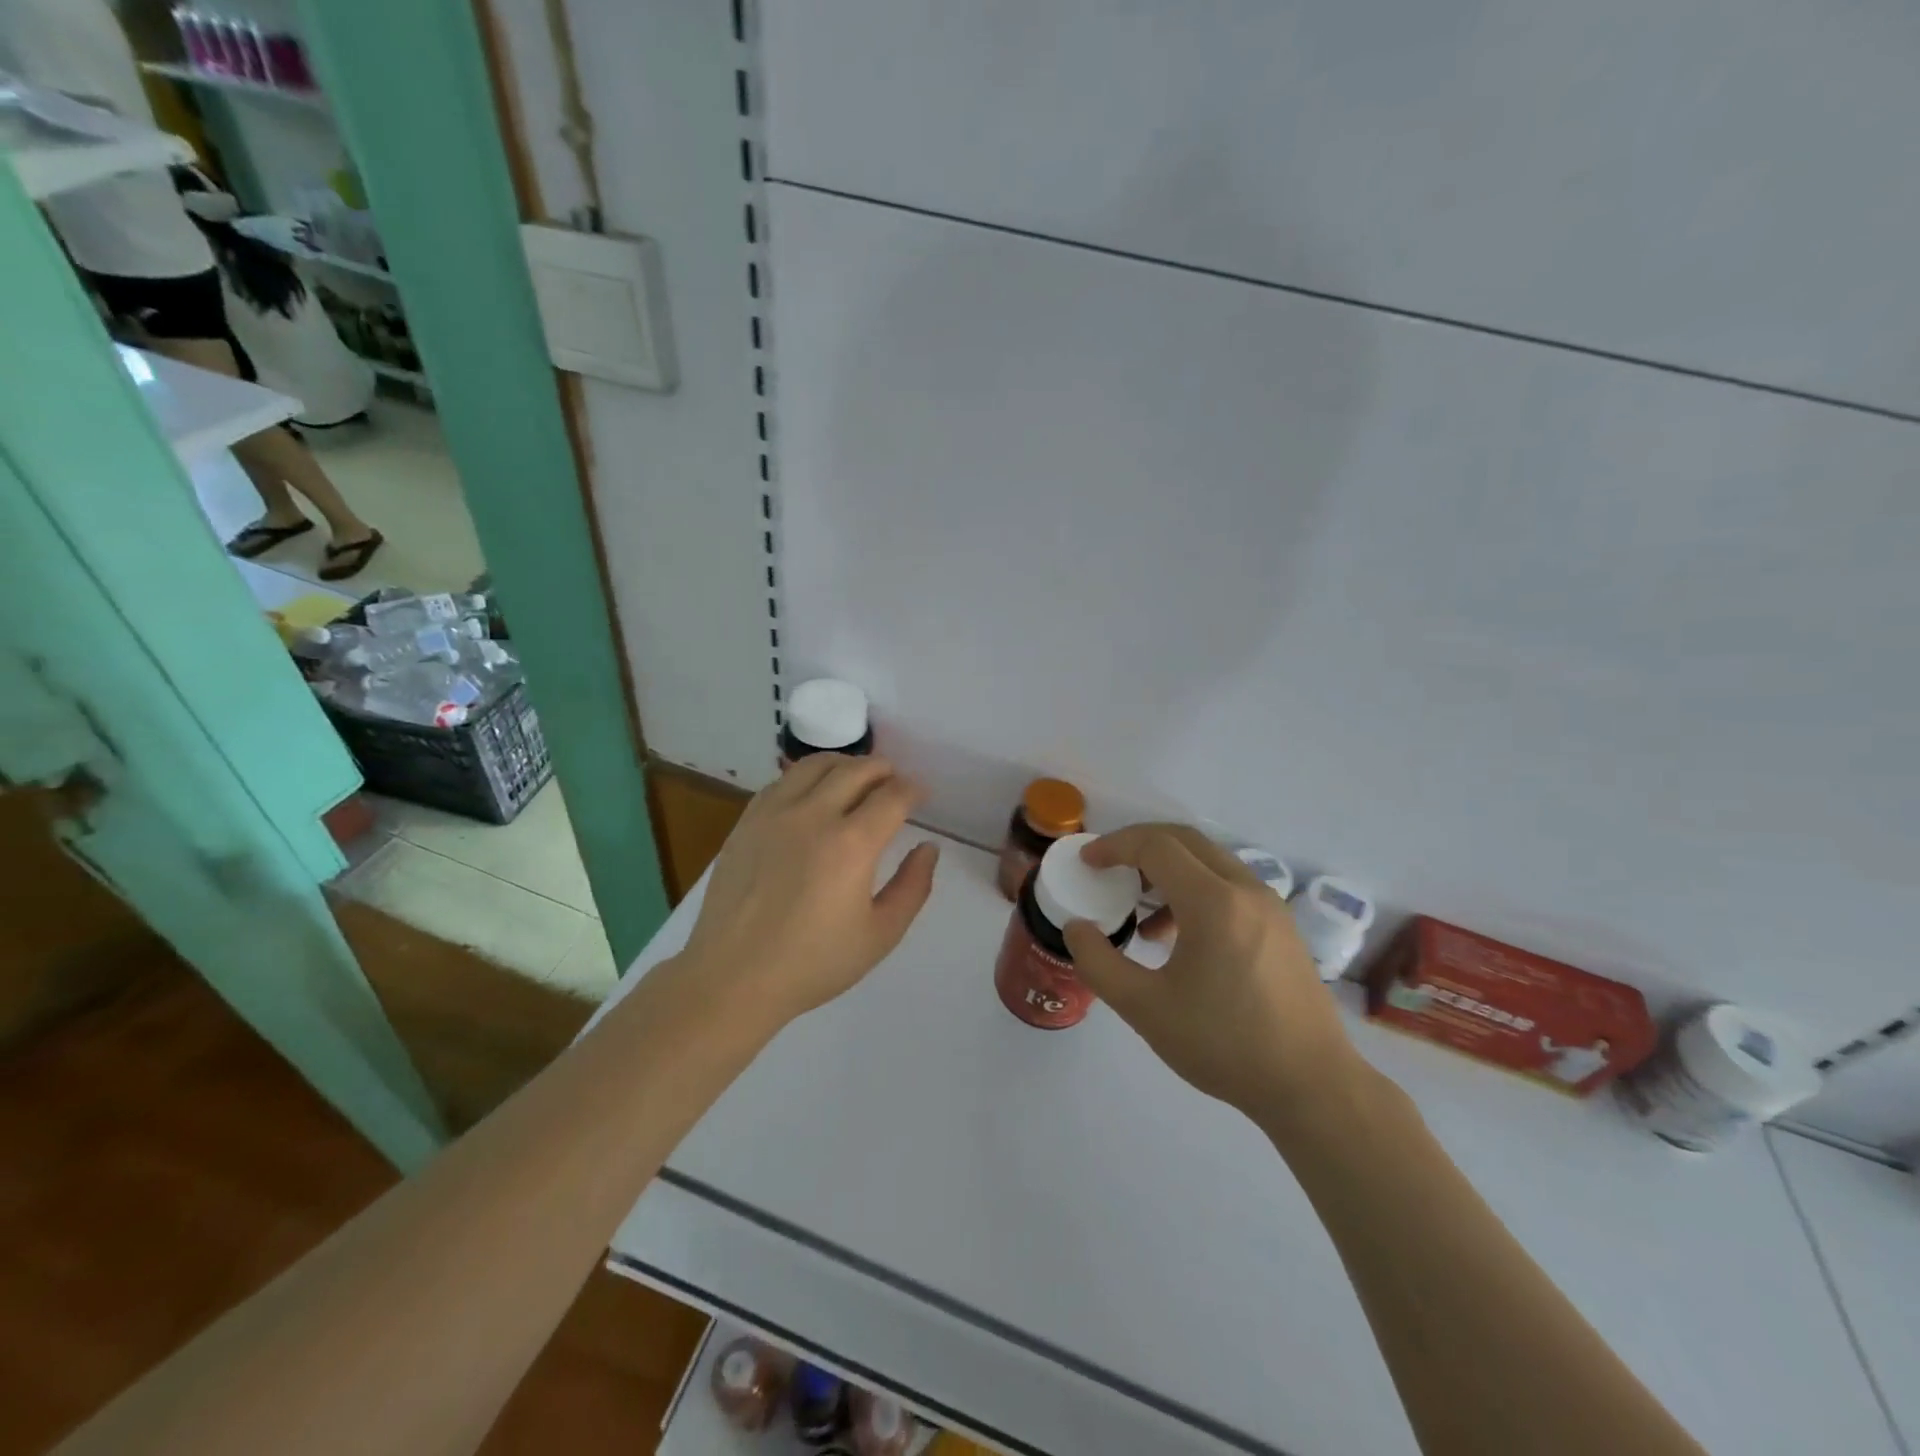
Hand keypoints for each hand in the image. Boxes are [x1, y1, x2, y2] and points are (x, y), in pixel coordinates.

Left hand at [677, 755, 939, 1027]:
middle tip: (894, 783)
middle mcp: (814, 815)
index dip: (913, 790)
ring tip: (856, 779)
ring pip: (817, 765)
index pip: (893, 795)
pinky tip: (812, 796)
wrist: (734, 977)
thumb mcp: (880, 935)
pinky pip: (783, 781)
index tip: (920, 797)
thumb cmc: (813, 963)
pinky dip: (808, 777)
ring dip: (845, 765)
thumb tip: (928, 848)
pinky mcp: (747, 821)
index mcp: (852, 844)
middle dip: (884, 771)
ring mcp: (775, 813)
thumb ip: (913, 887)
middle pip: (857, 770)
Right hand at [1062, 824, 1364, 1127]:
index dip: (1115, 846)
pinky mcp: (1281, 927)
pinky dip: (1196, 890)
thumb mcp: (1145, 1008)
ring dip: (1169, 870)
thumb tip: (1075, 928)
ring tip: (1141, 913)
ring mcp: (1270, 906)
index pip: (1156, 846)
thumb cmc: (1224, 1045)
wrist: (1312, 1086)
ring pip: (1210, 862)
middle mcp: (1246, 890)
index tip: (1087, 862)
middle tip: (1109, 869)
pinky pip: (1230, 886)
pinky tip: (1179, 939)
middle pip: (1185, 841)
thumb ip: (1099, 963)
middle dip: (1140, 846)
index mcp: (1213, 902)